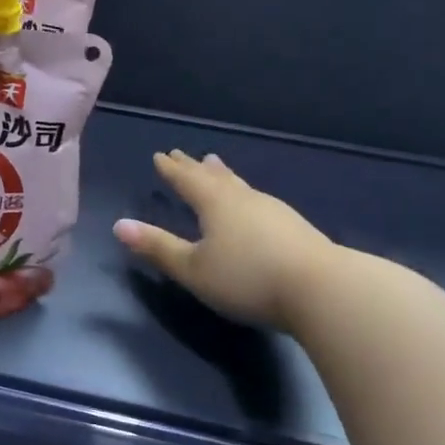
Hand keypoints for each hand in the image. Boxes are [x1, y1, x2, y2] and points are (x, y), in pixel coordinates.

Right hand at [115, 151, 340, 330]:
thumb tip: (119, 225)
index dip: (171, 169)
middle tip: (183, 154)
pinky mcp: (296, 228)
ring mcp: (274, 211)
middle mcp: (243, 199)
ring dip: (223, 176)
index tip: (160, 156)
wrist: (325, 290)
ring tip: (216, 166)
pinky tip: (253, 205)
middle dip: (195, 167)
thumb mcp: (193, 269)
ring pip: (240, 186)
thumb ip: (157, 247)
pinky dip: (244, 193)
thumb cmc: (248, 278)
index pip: (187, 180)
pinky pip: (258, 200)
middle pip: (214, 177)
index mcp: (215, 204)